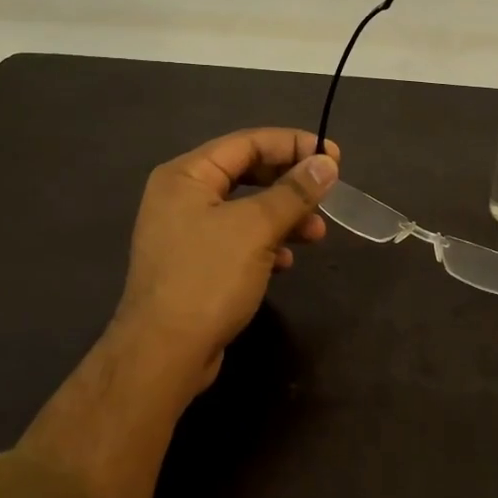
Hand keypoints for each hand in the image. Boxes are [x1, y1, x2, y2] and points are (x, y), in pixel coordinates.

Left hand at [112, 127, 339, 396]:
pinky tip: (287, 261)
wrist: (163, 355)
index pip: (247, 142)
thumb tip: (326, 163)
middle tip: (327, 193)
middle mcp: (181, 195)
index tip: (333, 156)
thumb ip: (294, 192)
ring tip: (317, 233)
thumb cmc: (208, 278)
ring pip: (245, 208)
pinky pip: (237, 238)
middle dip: (290, 184)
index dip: (292, 145)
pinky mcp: (195, 263)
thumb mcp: (256, 228)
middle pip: (246, 173)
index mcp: (186, 174)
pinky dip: (265, 243)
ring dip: (284, 216)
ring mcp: (185, 231)